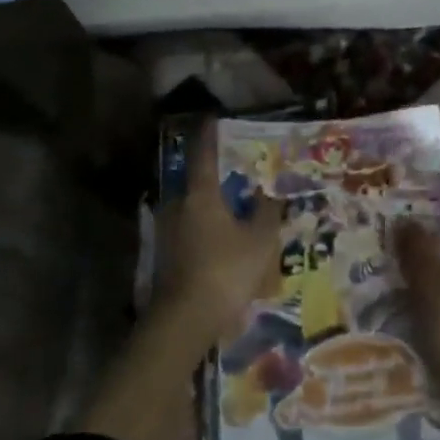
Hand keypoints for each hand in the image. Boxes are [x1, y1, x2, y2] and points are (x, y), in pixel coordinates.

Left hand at [83, 119, 281, 439]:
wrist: (185, 321)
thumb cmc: (226, 271)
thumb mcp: (259, 239)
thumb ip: (266, 210)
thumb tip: (270, 189)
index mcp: (200, 194)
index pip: (204, 153)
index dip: (211, 134)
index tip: (217, 118)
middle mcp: (178, 205)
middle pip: (198, 179)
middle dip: (219, 171)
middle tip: (243, 166)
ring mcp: (169, 231)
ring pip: (196, 206)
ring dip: (215, 201)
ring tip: (241, 201)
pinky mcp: (169, 254)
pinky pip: (193, 227)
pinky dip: (210, 224)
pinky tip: (228, 234)